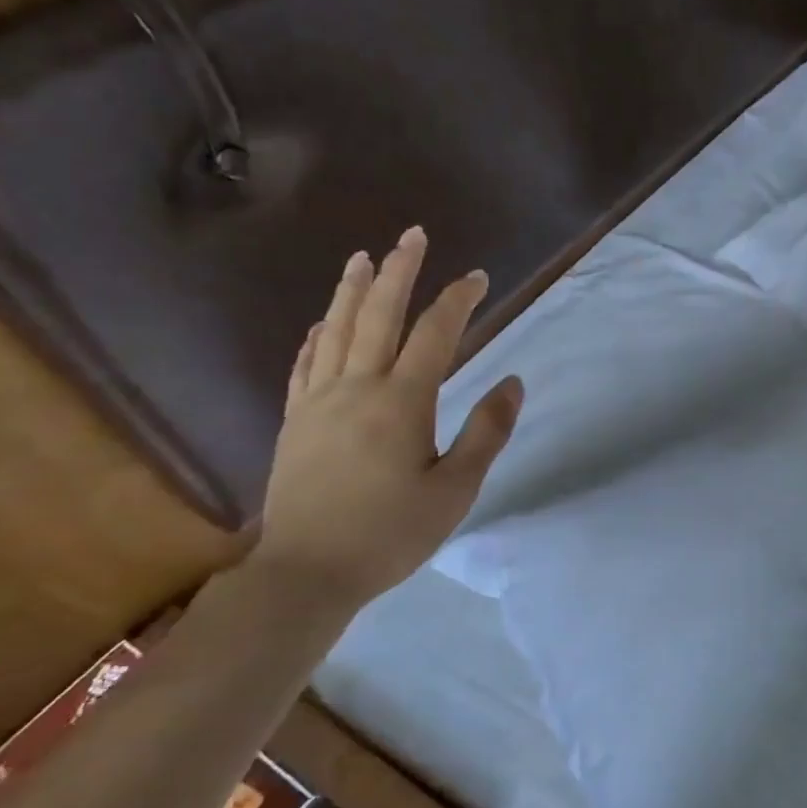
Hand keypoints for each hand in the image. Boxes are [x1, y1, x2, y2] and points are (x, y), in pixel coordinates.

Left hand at [252, 227, 522, 612]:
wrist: (306, 571)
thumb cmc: (391, 533)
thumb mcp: (456, 489)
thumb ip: (486, 432)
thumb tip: (512, 382)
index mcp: (401, 401)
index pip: (435, 334)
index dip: (458, 300)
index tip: (479, 276)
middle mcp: (356, 387)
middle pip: (378, 316)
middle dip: (399, 272)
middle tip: (413, 235)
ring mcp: (318, 402)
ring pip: (336, 331)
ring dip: (352, 290)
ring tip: (363, 258)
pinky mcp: (294, 422)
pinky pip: (305, 365)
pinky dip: (316, 336)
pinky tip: (322, 323)